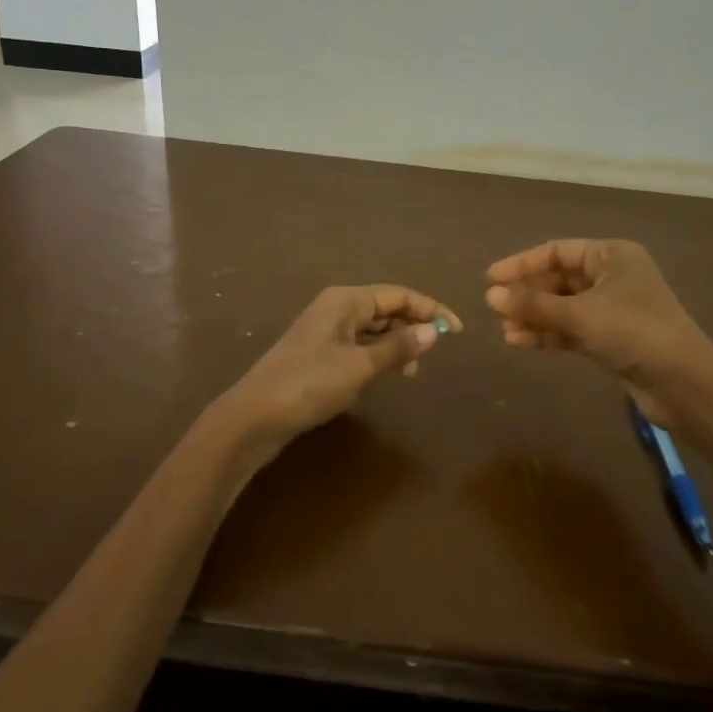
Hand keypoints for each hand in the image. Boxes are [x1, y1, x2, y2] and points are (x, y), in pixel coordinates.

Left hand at [215, 285, 460, 456]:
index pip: (398, 295)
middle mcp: (336, 309)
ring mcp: (325, 332)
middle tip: (435, 355)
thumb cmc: (309, 384)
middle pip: (386, 308)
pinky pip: (359, 346)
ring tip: (412, 371)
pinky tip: (386, 375)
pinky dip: (378, 356)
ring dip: (397, 344)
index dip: (430, 310)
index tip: (457, 332)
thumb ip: (398, 348)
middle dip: (413, 327)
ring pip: (373, 329)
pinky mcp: (319, 355)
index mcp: (345, 300)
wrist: (255, 416)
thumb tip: (434, 331)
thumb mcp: (359, 365)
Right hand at [484, 240, 712, 411]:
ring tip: (504, 330)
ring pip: (563, 307)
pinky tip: (520, 342)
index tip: (490, 279)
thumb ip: (533, 304)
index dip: (521, 264)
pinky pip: (571, 329)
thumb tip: (490, 295)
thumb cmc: (632, 332)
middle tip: (494, 309)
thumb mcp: (578, 314)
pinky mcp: (611, 338)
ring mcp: (612, 309)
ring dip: (534, 317)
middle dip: (527, 295)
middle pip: (559, 279)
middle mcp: (612, 277)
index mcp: (611, 256)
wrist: (681, 381)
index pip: (557, 252)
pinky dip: (548, 334)